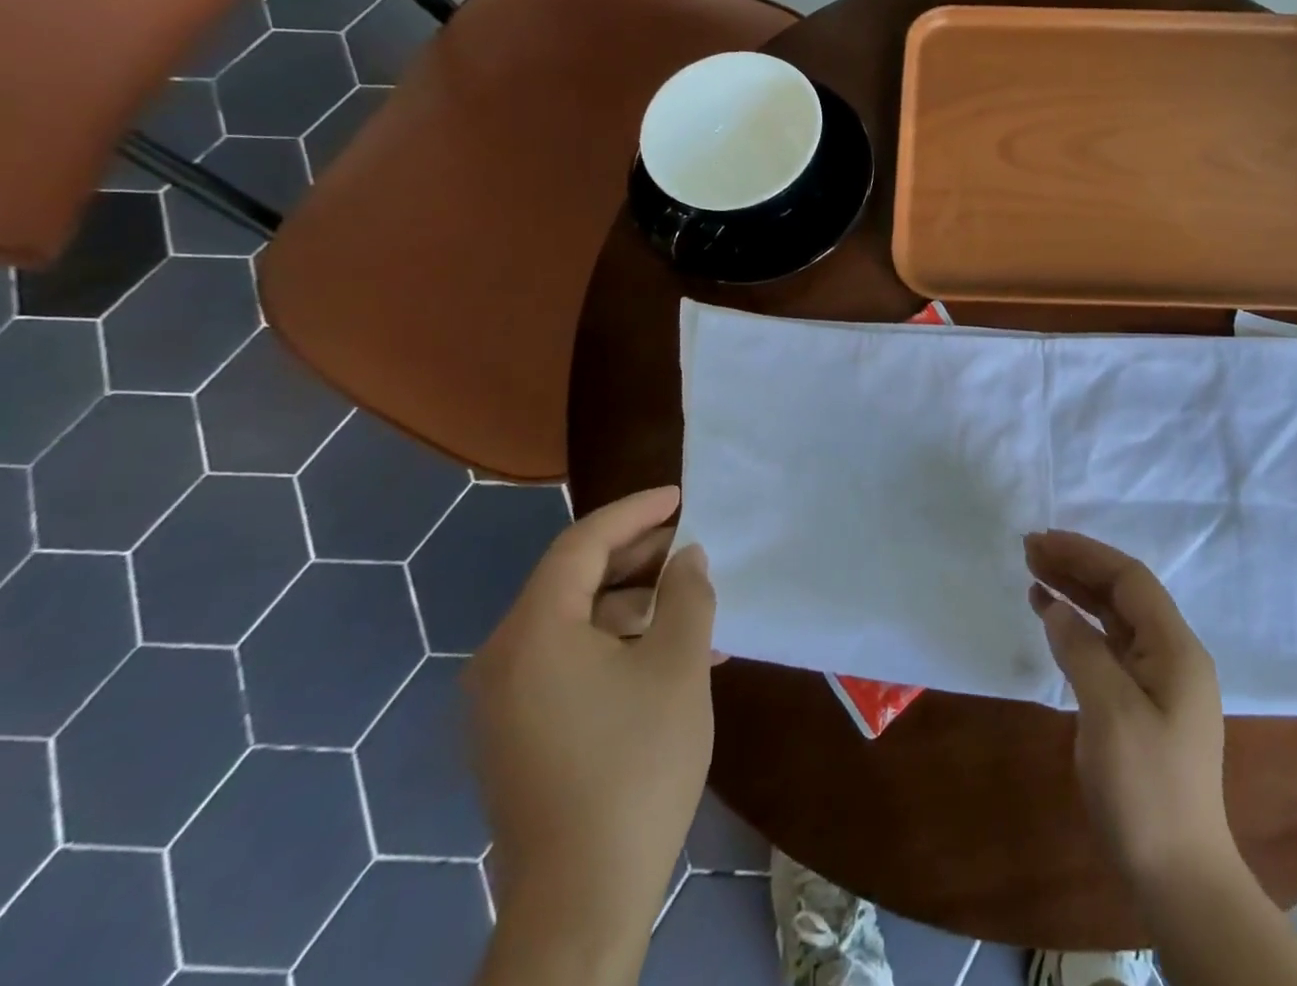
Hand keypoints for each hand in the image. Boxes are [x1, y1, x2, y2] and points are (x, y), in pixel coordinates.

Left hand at [467, 487, 715, 973]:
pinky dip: (615, 645)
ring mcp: (504, 701)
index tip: (680, 496)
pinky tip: (667, 658)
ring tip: (693, 607)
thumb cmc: (634, 765)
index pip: (582, 544)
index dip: (635, 512)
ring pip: (574, 623)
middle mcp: (504, 658)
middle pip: (573, 580)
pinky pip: (567, 662)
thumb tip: (687, 558)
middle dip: (637, 556)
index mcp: (533, 632)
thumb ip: (688, 595)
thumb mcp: (678, 664)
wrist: (582, 900)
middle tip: (690, 542)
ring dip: (634, 606)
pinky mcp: (516, 735)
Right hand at [1024, 530, 1234, 889]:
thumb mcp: (1109, 712)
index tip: (1043, 541)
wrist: (1177, 875)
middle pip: (1122, 593)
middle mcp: (1172, 654)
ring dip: (1076, 591)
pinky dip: (1079, 625)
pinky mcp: (1142, 702)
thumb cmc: (1145, 789)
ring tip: (1034, 571)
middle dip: (1077, 566)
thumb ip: (1082, 649)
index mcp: (1175, 648)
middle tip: (1030, 549)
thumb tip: (1055, 606)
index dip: (1086, 554)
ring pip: (1113, 616)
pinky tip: (1051, 616)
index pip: (1129, 580)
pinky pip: (1109, 645)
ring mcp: (1159, 679)